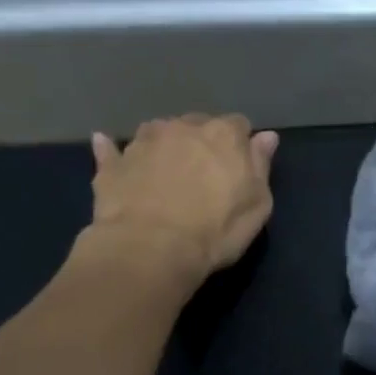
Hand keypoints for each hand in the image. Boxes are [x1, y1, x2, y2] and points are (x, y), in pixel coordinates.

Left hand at [83, 115, 278, 292]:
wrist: (151, 249)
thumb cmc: (216, 230)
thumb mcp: (258, 204)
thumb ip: (261, 165)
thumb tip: (266, 136)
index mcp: (223, 135)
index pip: (239, 125)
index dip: (240, 145)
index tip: (240, 167)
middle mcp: (182, 127)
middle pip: (197, 124)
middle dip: (202, 142)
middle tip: (205, 174)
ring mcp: (143, 142)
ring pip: (158, 131)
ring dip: (165, 144)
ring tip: (167, 171)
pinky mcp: (112, 164)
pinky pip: (112, 148)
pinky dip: (113, 148)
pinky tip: (108, 146)